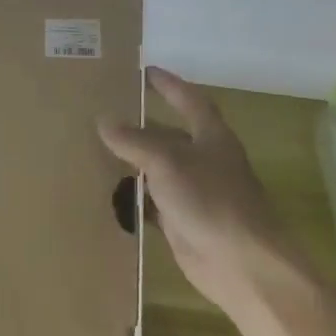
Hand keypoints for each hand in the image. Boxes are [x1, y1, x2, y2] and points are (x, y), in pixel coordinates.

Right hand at [98, 67, 312, 311]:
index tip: (144, 71)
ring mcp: (194, 192)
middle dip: (141, 124)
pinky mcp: (182, 221)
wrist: (241, 264)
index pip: (189, 99)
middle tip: (104, 111)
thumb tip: (103, 119)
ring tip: (94, 148)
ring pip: (157, 168)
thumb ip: (134, 140)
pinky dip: (131, 196)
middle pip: (169, 134)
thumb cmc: (210, 200)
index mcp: (211, 137)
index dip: (168, 84)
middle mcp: (204, 160)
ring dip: (132, 161)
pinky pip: (151, 201)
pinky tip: (105, 192)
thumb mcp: (167, 161)